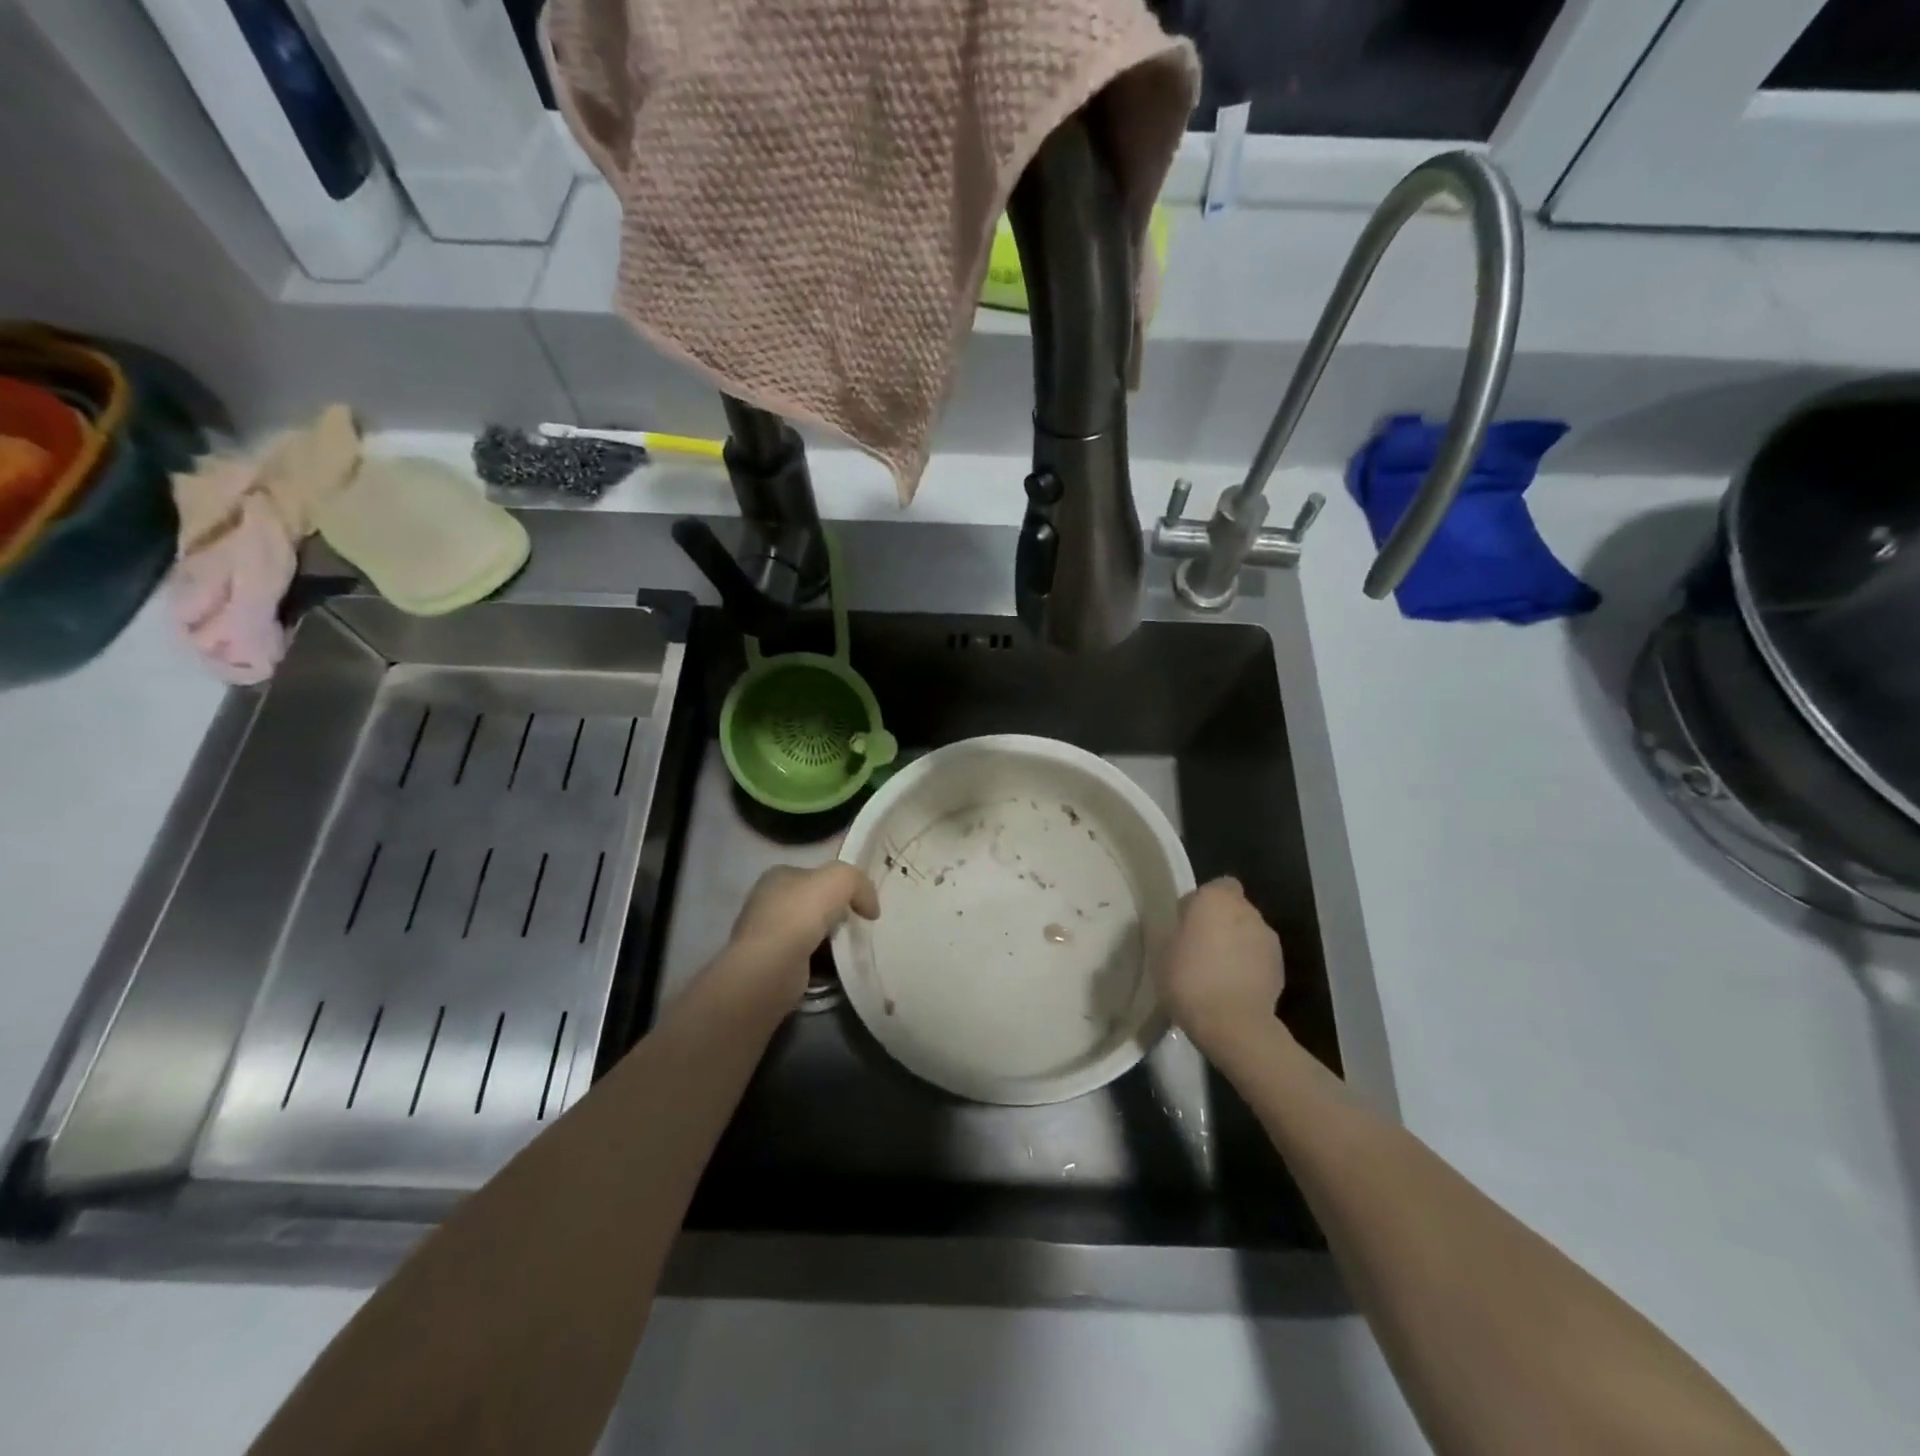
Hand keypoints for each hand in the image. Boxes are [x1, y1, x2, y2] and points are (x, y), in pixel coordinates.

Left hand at [722, 863, 880, 1003]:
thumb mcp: (840, 879)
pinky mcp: (771, 965)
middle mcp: (768, 902)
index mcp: (778, 876)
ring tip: (853, 951)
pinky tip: (838, 969)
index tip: (861, 905)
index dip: (840, 887)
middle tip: (859, 928)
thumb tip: (870, 909)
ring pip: (811, 933)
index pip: (816, 876)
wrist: (770, 968)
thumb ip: (859, 883)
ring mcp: (767, 935)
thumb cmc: (800, 915)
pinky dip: (823, 964)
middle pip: (814, 905)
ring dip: (832, 942)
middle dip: (837, 916)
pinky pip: (806, 959)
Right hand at [1156, 877, 1285, 1060]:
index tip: (1188, 923)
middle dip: (1221, 923)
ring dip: (1236, 945)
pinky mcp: (1280, 968)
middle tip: (1200, 948)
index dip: (1203, 901)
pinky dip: (1248, 966)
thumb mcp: (1162, 950)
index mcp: (1216, 899)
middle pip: (1234, 909)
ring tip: (1217, 972)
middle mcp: (1247, 911)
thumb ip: (1177, 929)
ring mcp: (1268, 939)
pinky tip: (1232, 988)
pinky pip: (1259, 958)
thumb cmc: (1189, 979)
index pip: (1217, 885)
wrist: (1233, 1024)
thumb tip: (1185, 927)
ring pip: (1248, 933)